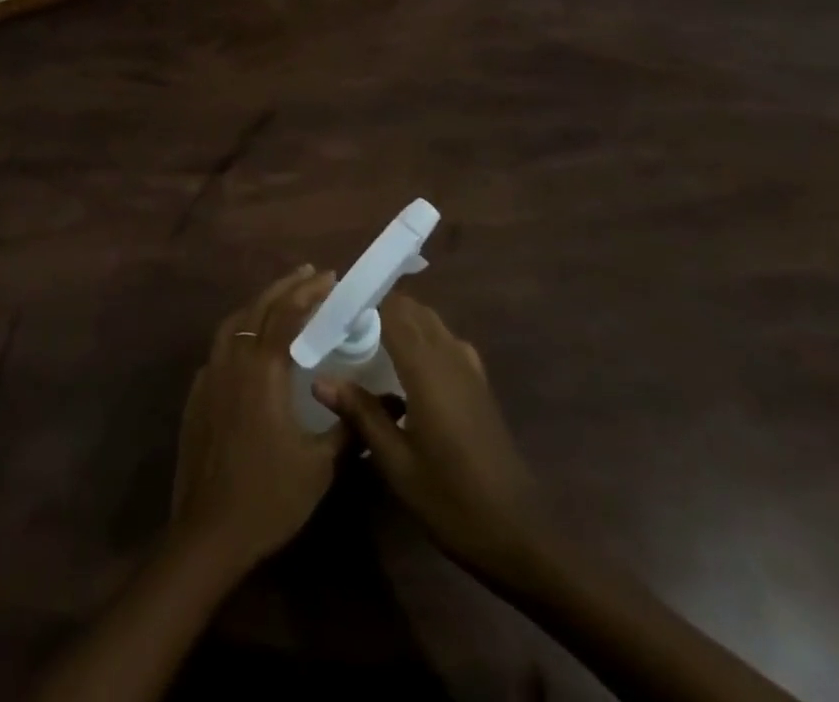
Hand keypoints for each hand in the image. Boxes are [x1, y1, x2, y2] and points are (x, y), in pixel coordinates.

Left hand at [170, 265, 345, 571]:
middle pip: (259, 307)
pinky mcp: (198, 391)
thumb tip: (387, 402)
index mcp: (263, 367)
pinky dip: (241, 329)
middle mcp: (234, 358)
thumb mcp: (319, 464)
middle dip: (286, 287)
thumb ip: (348, 427)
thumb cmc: (269, 496)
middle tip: (311, 274)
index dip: (310, 292)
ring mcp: (210, 372)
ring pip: (235, 322)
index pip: (288, 313)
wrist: (209, 530)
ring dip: (260, 303)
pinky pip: (221, 345)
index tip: (331, 278)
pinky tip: (252, 342)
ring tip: (283, 298)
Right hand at [315, 293, 545, 580]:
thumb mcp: (397, 463)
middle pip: (412, 309)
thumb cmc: (451, 501)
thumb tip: (319, 380)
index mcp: (426, 369)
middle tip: (343, 323)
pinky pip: (446, 341)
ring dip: (401, 319)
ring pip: (431, 322)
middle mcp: (449, 357)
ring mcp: (469, 370)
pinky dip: (423, 337)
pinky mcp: (479, 385)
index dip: (363, 300)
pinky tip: (407, 365)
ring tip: (367, 338)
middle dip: (378, 306)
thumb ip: (360, 413)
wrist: (520, 537)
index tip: (332, 305)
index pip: (392, 310)